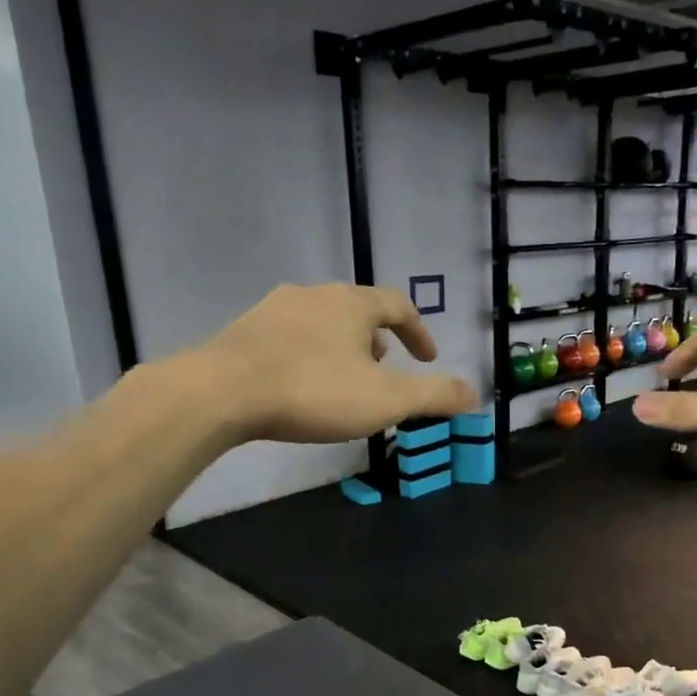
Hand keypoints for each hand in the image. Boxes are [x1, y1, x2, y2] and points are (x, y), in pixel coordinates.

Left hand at [192, 284, 475, 443]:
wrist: (222, 393)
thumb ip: (434, 396)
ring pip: (322, 322)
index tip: (427, 358)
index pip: (398, 306)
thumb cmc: (314, 392)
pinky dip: (309, 354)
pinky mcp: (244, 330)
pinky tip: (300, 384)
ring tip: (344, 380)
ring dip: (342, 347)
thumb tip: (474, 393)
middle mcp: (314, 295)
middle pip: (357, 310)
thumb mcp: (386, 400)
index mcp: (352, 304)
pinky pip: (290, 336)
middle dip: (378, 340)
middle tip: (384, 371)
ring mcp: (274, 309)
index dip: (418, 332)